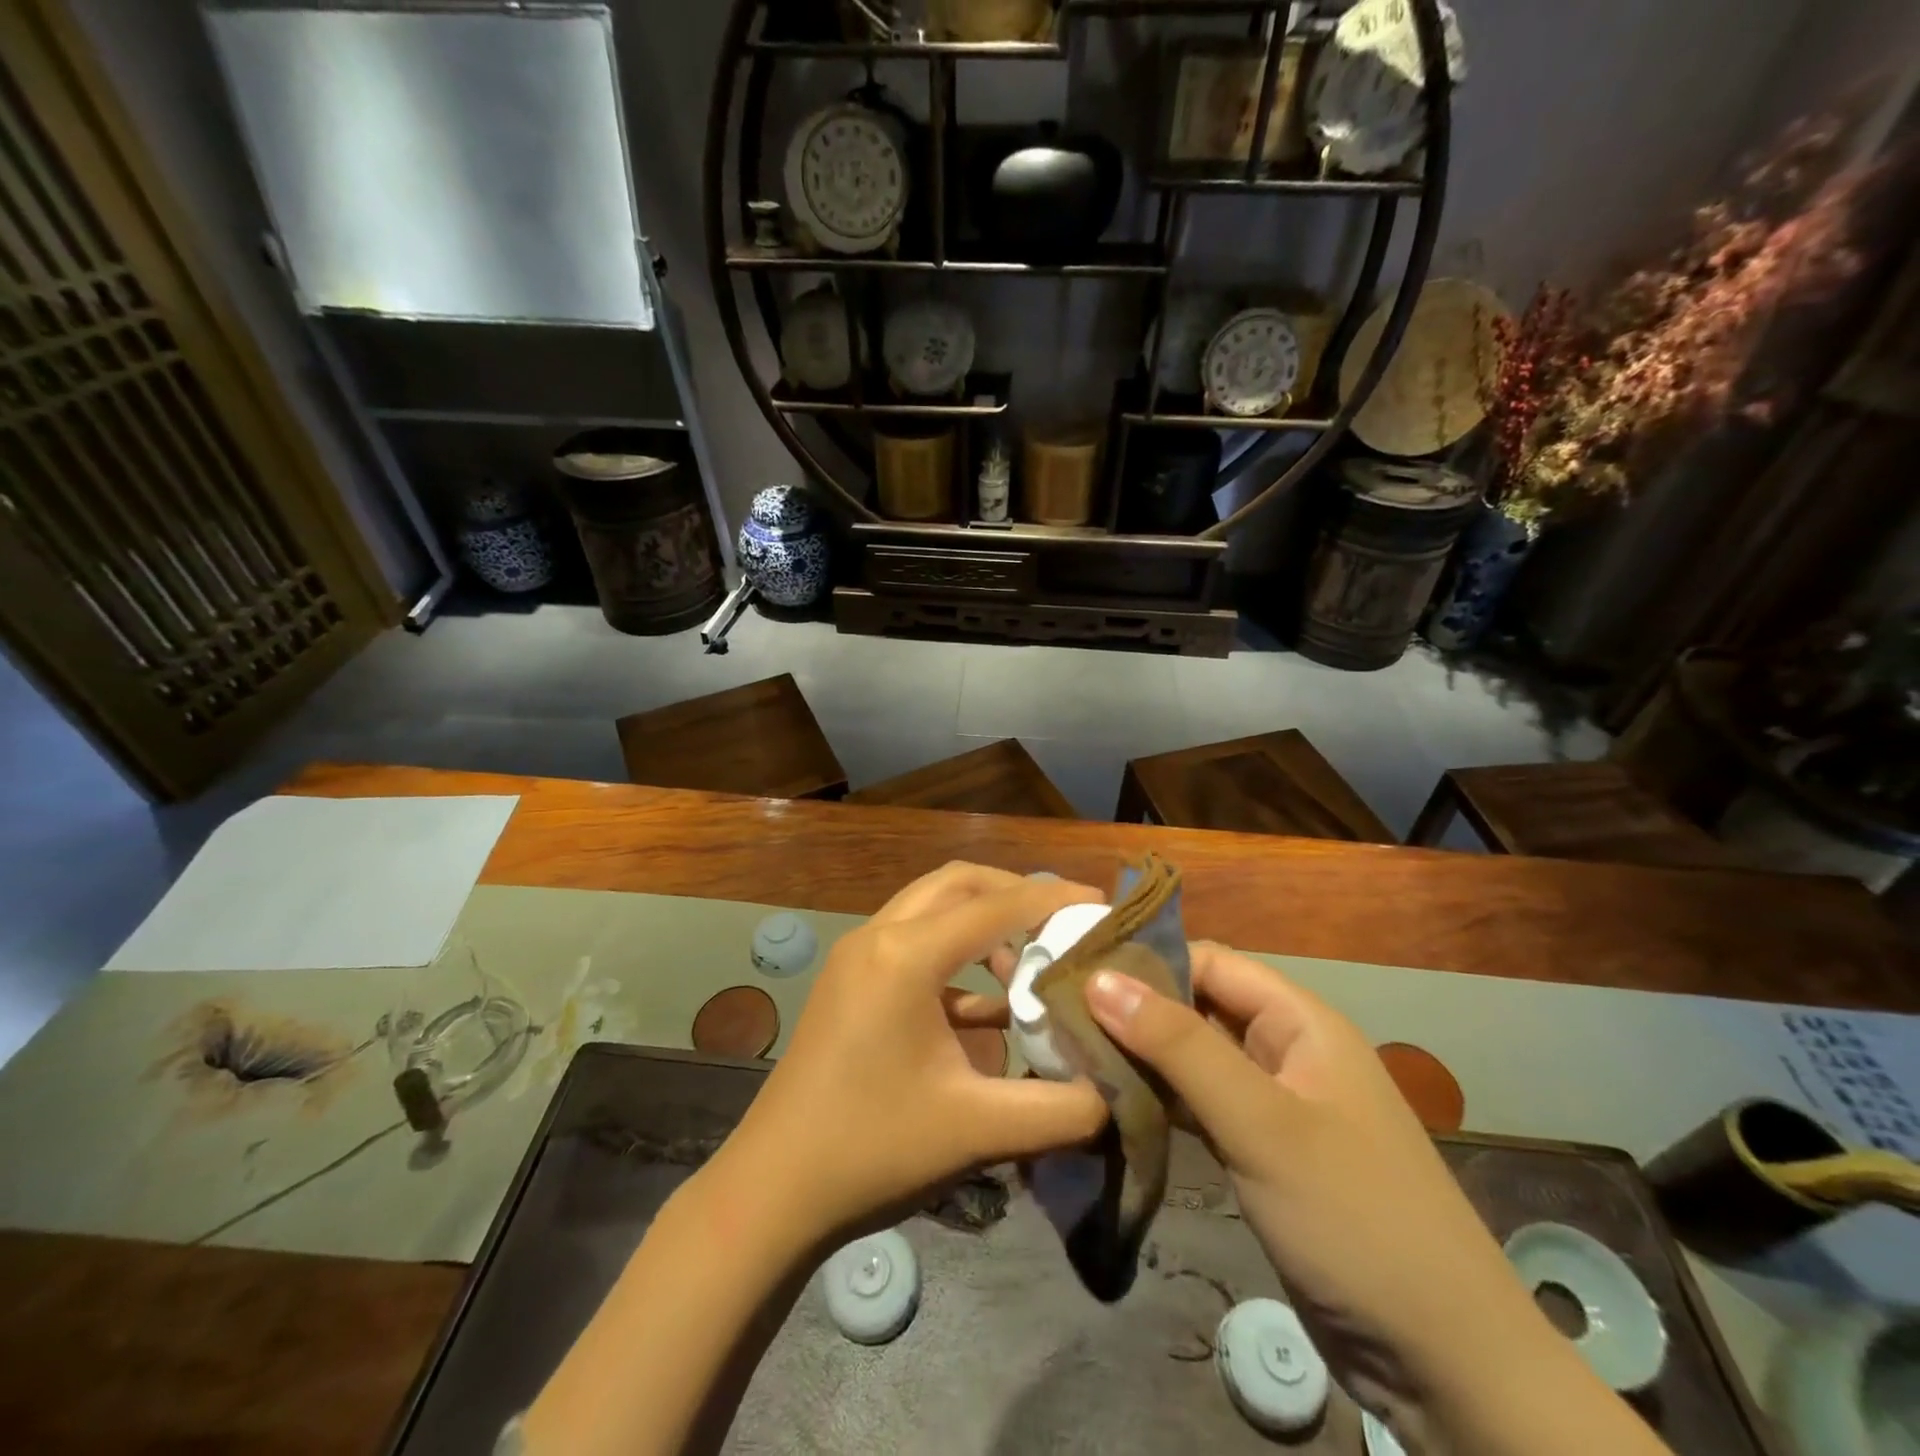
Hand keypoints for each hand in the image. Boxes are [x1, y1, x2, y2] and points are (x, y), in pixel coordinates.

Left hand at [718, 863, 1109, 1250]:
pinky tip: (983, 1006)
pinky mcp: (849, 979)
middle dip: (1014, 894)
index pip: (995, 905)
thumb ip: (1060, 1109)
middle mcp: (878, 936)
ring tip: (1027, 965)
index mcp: (905, 955)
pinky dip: (954, 953)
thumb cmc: (873, 1150)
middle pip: (958, 883)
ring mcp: (857, 954)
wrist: (773, 1190)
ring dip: (981, 922)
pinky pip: (911, 940)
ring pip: (932, 906)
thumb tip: (1118, 1093)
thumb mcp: (978, 1129)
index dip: (1052, 898)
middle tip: (1062, 922)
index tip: (1100, 904)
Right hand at [1085, 946, 1633, 1450]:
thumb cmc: (1355, 1218)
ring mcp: (1273, 1104)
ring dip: (1139, 1056)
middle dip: (1133, 1009)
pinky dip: (1158, 1101)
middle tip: (1057, 1015)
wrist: (1446, 1365)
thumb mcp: (1261, 1123)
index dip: (1145, 959)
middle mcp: (1286, 1049)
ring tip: (1068, 1053)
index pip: (1208, 961)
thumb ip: (1178, 1047)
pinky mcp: (1260, 1151)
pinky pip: (1199, 1106)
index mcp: (1299, 1020)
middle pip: (1196, 1007)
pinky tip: (1109, 1103)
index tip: (1074, 969)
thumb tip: (1099, 977)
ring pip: (1192, 1058)